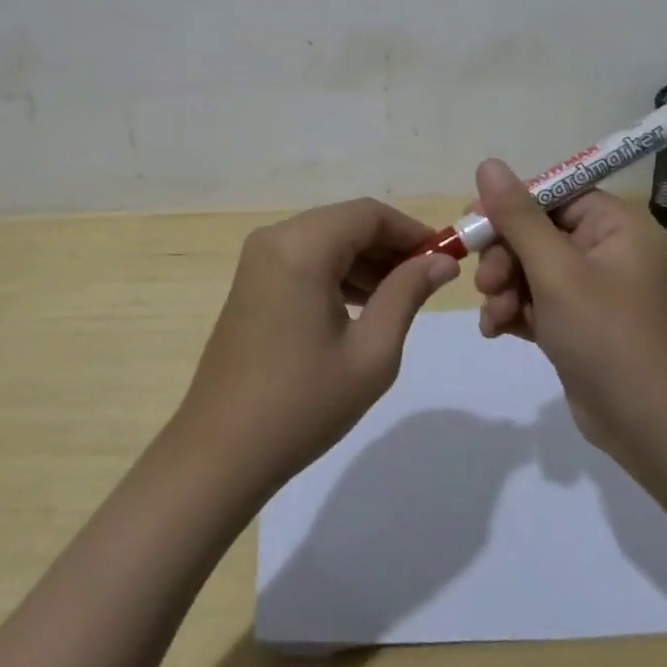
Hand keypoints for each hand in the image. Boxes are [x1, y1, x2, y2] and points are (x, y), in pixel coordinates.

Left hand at [173, 198, 458, 496]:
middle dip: (389, 246)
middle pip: (345, 222)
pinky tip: (361, 307)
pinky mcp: (251, 281)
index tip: (445, 258)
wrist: (221, 452)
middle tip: (427, 281)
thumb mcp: (371, 352)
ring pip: (325, 239)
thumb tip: (442, 261)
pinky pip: (304, 259)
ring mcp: (258, 259)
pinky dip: (336, 272)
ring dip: (364, 260)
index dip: (411, 231)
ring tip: (400, 298)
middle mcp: (275, 238)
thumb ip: (407, 294)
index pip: (368, 214)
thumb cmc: (303, 403)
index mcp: (302, 246)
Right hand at [471, 159, 666, 458]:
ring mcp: (590, 287)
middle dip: (504, 257)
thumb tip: (488, 163)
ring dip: (504, 287)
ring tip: (496, 315)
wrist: (649, 428)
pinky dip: (513, 310)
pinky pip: (534, 298)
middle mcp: (604, 248)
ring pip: (527, 266)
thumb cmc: (606, 336)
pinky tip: (496, 330)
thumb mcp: (555, 271)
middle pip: (534, 231)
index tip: (474, 223)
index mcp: (612, 225)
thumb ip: (518, 216)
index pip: (551, 193)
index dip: (509, 205)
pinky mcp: (576, 320)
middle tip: (487, 284)